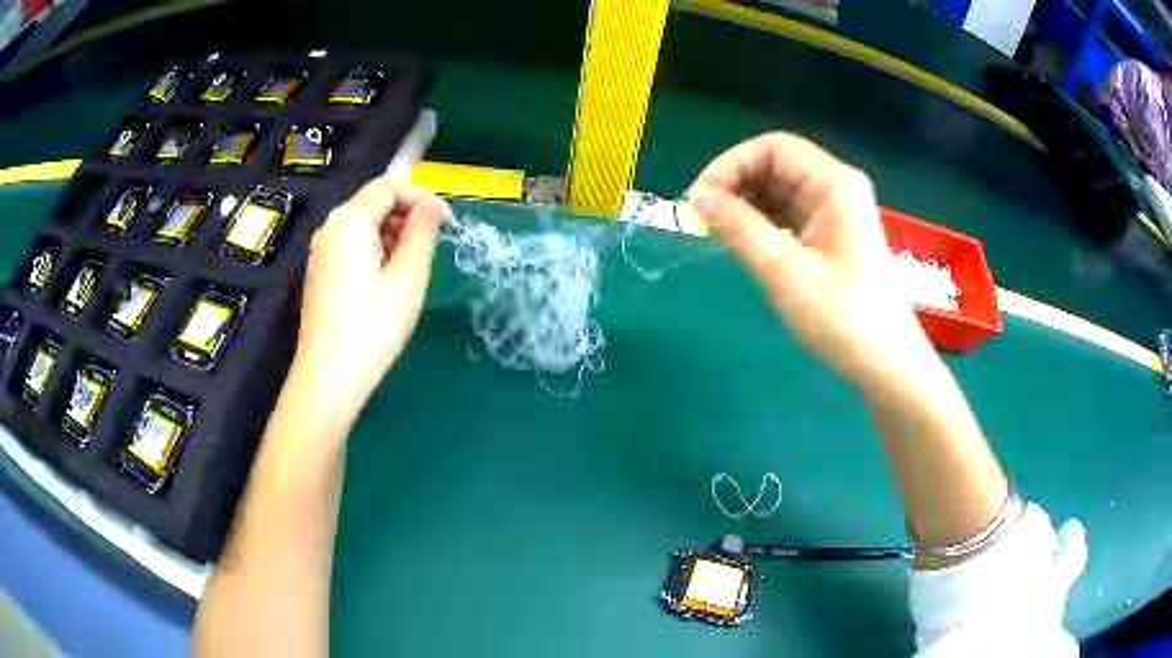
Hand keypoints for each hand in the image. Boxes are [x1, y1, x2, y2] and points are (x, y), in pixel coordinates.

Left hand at [291, 178, 448, 412]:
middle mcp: (329, 228)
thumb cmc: (372, 327)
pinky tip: (388, 283)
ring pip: (363, 227)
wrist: (328, 378)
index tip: (446, 222)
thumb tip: (433, 203)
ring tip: (412, 269)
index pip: (388, 186)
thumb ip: (422, 232)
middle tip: (433, 247)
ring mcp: (320, 252)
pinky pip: (351, 247)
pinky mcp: (320, 274)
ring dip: (392, 236)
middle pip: (373, 204)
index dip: (420, 196)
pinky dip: (375, 252)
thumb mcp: (407, 277)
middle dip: (406, 217)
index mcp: (349, 221)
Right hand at [689, 133, 933, 390]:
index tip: (700, 198)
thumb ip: (739, 227)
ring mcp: (836, 210)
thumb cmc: (840, 316)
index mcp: (834, 184)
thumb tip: (698, 196)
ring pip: (780, 188)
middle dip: (736, 183)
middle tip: (703, 218)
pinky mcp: (832, 233)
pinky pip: (789, 211)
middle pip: (776, 164)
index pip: (772, 148)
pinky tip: (745, 240)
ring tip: (719, 231)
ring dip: (746, 202)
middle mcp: (837, 187)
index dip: (731, 164)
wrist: (883, 361)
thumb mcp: (783, 271)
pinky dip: (762, 219)